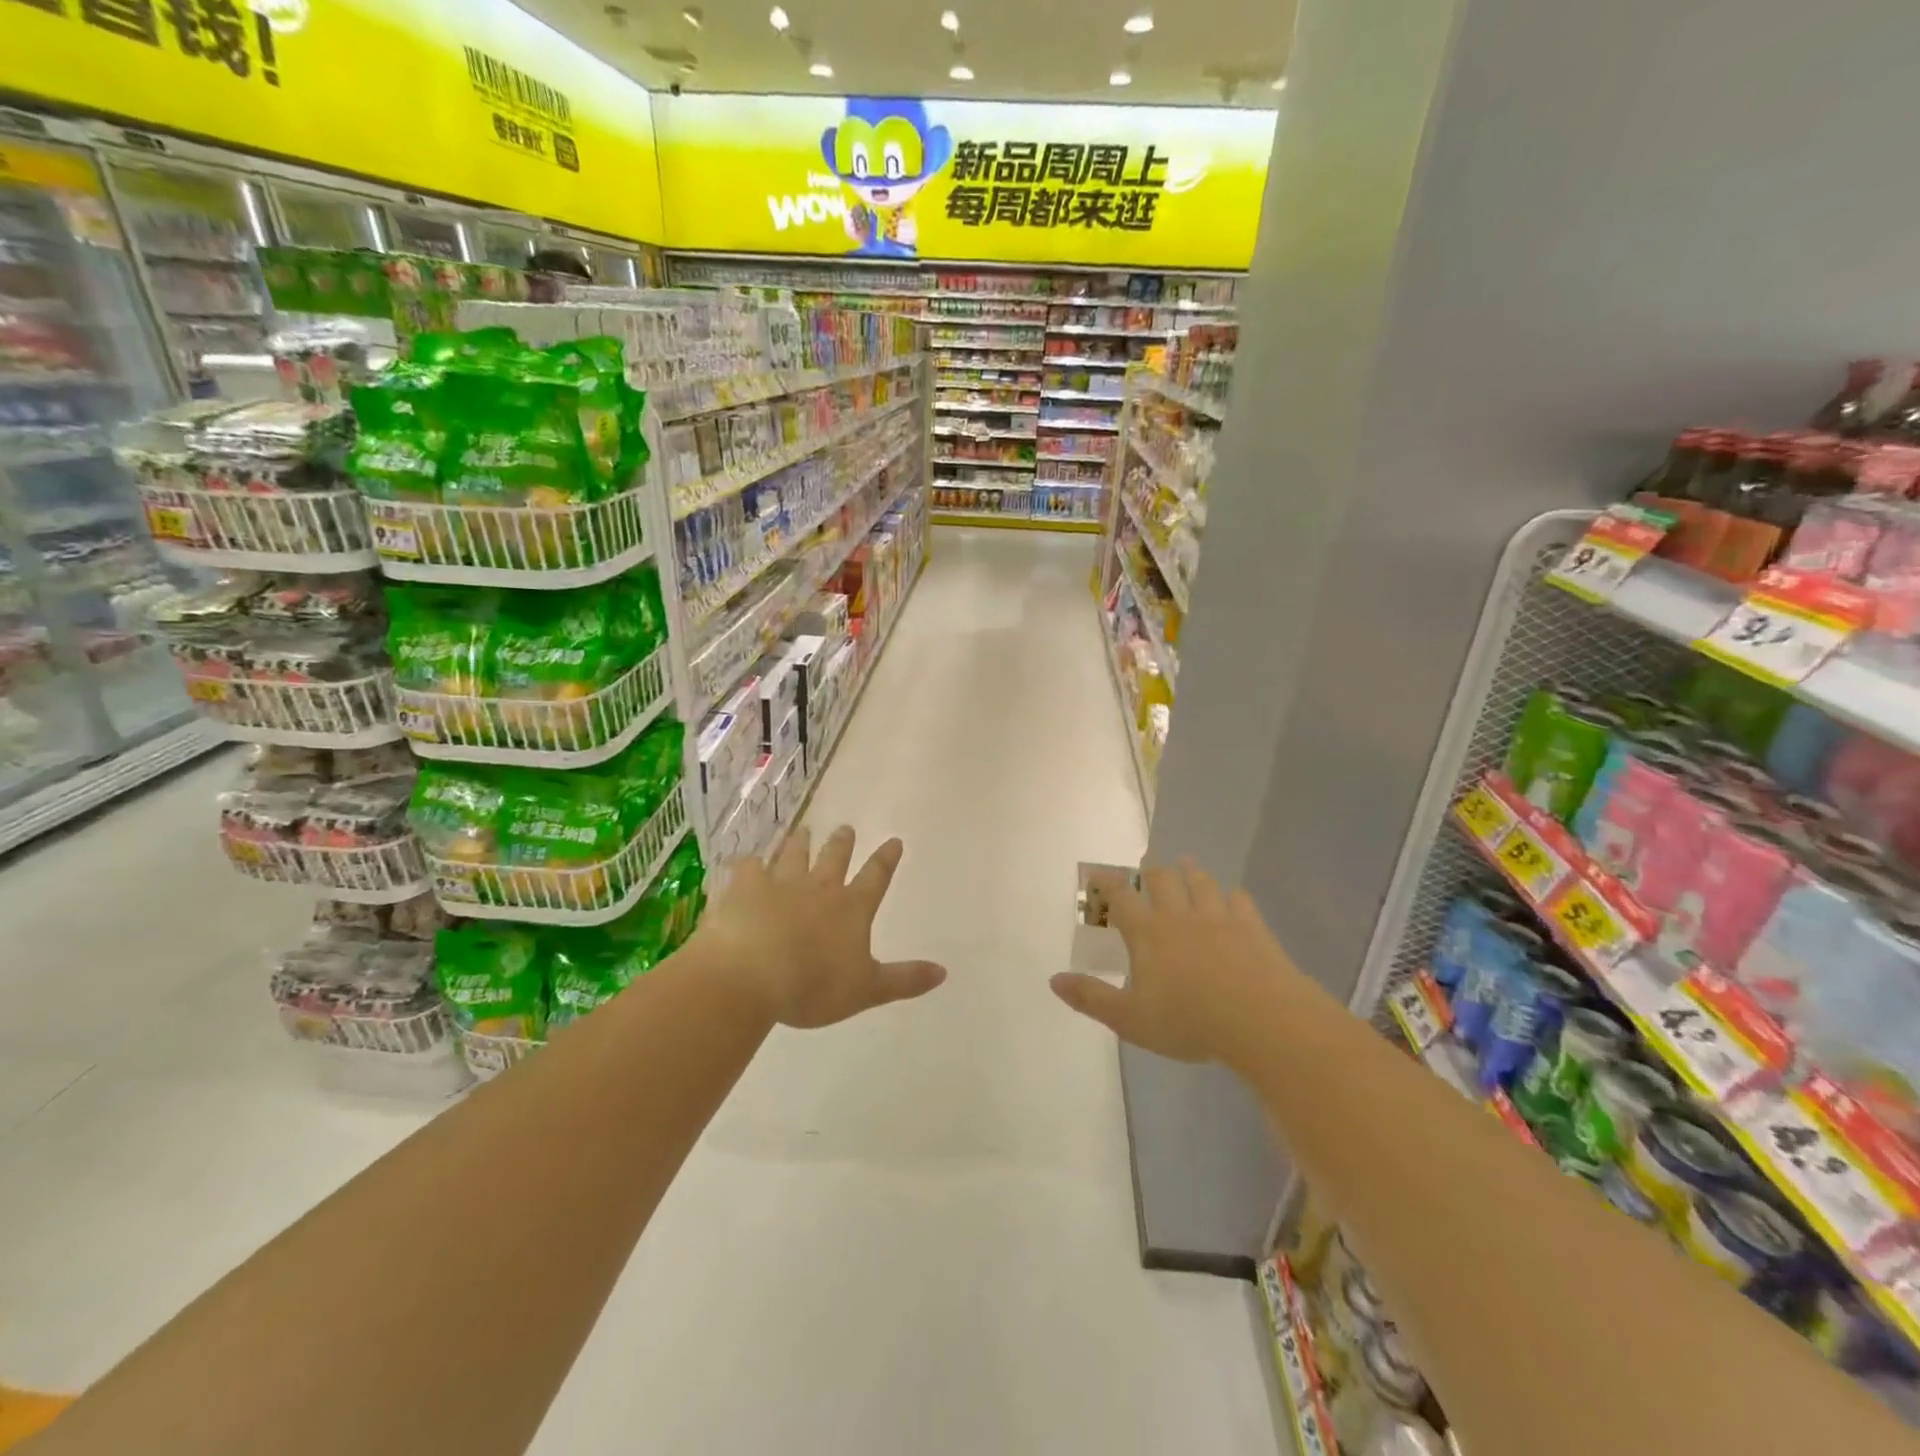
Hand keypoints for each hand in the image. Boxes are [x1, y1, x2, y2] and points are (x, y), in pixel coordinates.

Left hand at [693, 826, 946, 1028]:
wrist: (750, 975)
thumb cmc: (812, 986)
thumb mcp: (867, 989)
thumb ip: (904, 980)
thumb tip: (944, 972)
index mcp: (851, 909)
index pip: (875, 878)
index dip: (886, 860)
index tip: (894, 841)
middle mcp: (818, 888)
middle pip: (834, 858)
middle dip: (842, 843)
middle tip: (846, 828)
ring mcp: (779, 884)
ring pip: (793, 856)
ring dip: (801, 843)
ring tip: (804, 831)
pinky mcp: (743, 889)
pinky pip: (747, 868)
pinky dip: (748, 864)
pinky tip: (745, 861)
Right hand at [1051, 862, 1298, 1063]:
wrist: (1260, 1020)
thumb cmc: (1189, 1021)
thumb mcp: (1130, 1019)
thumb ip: (1091, 998)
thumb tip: (1053, 980)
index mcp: (1148, 934)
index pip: (1121, 900)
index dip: (1108, 884)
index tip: (1100, 873)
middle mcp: (1179, 917)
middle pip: (1162, 881)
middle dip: (1151, 870)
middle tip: (1147, 861)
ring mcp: (1218, 918)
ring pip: (1201, 884)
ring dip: (1191, 871)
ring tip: (1186, 862)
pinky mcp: (1252, 927)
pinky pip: (1239, 901)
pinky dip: (1232, 895)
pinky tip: (1233, 895)